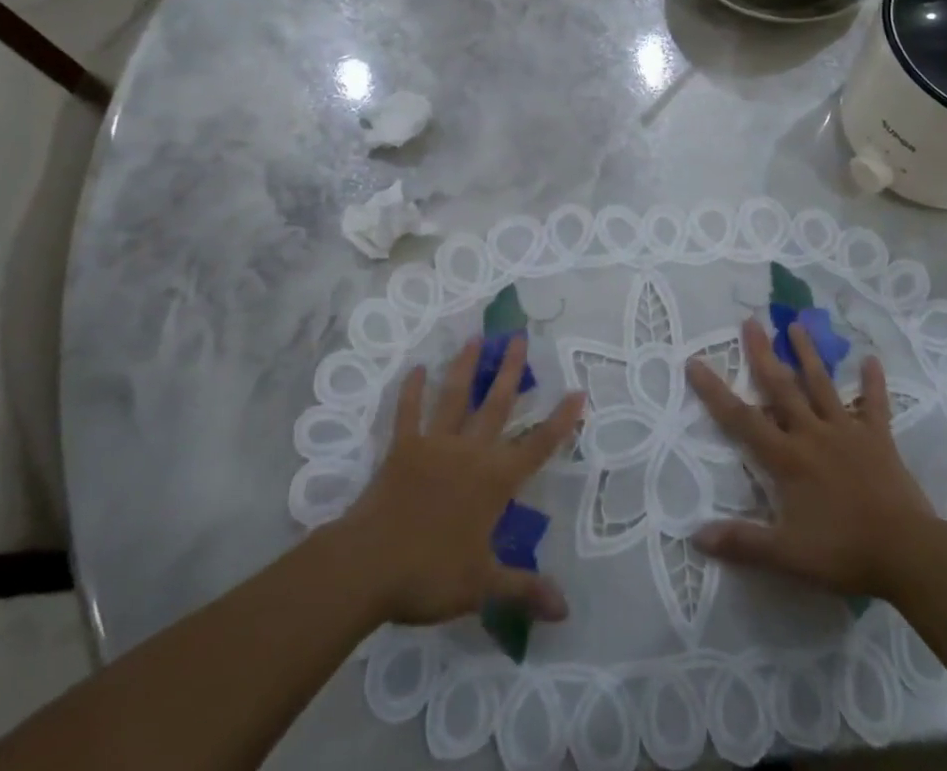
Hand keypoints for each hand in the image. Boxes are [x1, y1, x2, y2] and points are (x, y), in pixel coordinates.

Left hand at [343, 335, 582, 626]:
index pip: (537, 446)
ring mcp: (435, 445)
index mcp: (494, 481)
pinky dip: (411, 391)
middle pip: (497, 405)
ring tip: (477, 337)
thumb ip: (524, 589)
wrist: (370, 565)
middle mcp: (470, 452)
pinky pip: (408, 413)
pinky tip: (416, 369)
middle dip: (511, 371)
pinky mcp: (402, 448)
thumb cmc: (430, 575)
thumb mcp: (483, 585)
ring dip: (466, 367)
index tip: (577, 391)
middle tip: (520, 336)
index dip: (559, 421)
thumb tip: (565, 610)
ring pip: (455, 397)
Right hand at [686, 317, 938, 600]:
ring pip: (822, 384)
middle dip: (763, 353)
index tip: (695, 362)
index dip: (715, 391)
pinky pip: (875, 404)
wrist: (907, 552)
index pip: (741, 419)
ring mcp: (847, 430)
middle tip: (750, 321)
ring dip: (808, 353)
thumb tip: (696, 536)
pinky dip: (873, 382)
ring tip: (796, 324)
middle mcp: (812, 433)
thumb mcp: (787, 555)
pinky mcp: (878, 437)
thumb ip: (743, 543)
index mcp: (787, 457)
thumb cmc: (844, 552)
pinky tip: (872, 359)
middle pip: (781, 387)